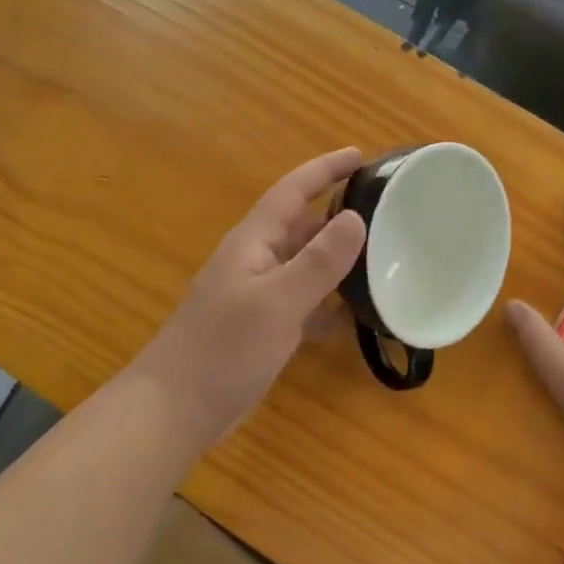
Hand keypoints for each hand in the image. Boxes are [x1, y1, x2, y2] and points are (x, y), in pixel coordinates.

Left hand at [130, 148, 366, 446]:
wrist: (177, 409)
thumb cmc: (224, 348)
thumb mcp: (277, 302)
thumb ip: (318, 262)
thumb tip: (356, 218)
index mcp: (253, 242)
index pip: (292, 192)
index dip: (325, 170)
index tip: (361, 155)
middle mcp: (256, 262)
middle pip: (302, 227)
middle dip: (339, 214)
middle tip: (386, 210)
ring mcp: (258, 298)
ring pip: (306, 268)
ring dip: (340, 262)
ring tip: (385, 259)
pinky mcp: (263, 330)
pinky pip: (305, 306)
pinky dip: (330, 306)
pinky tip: (360, 316)